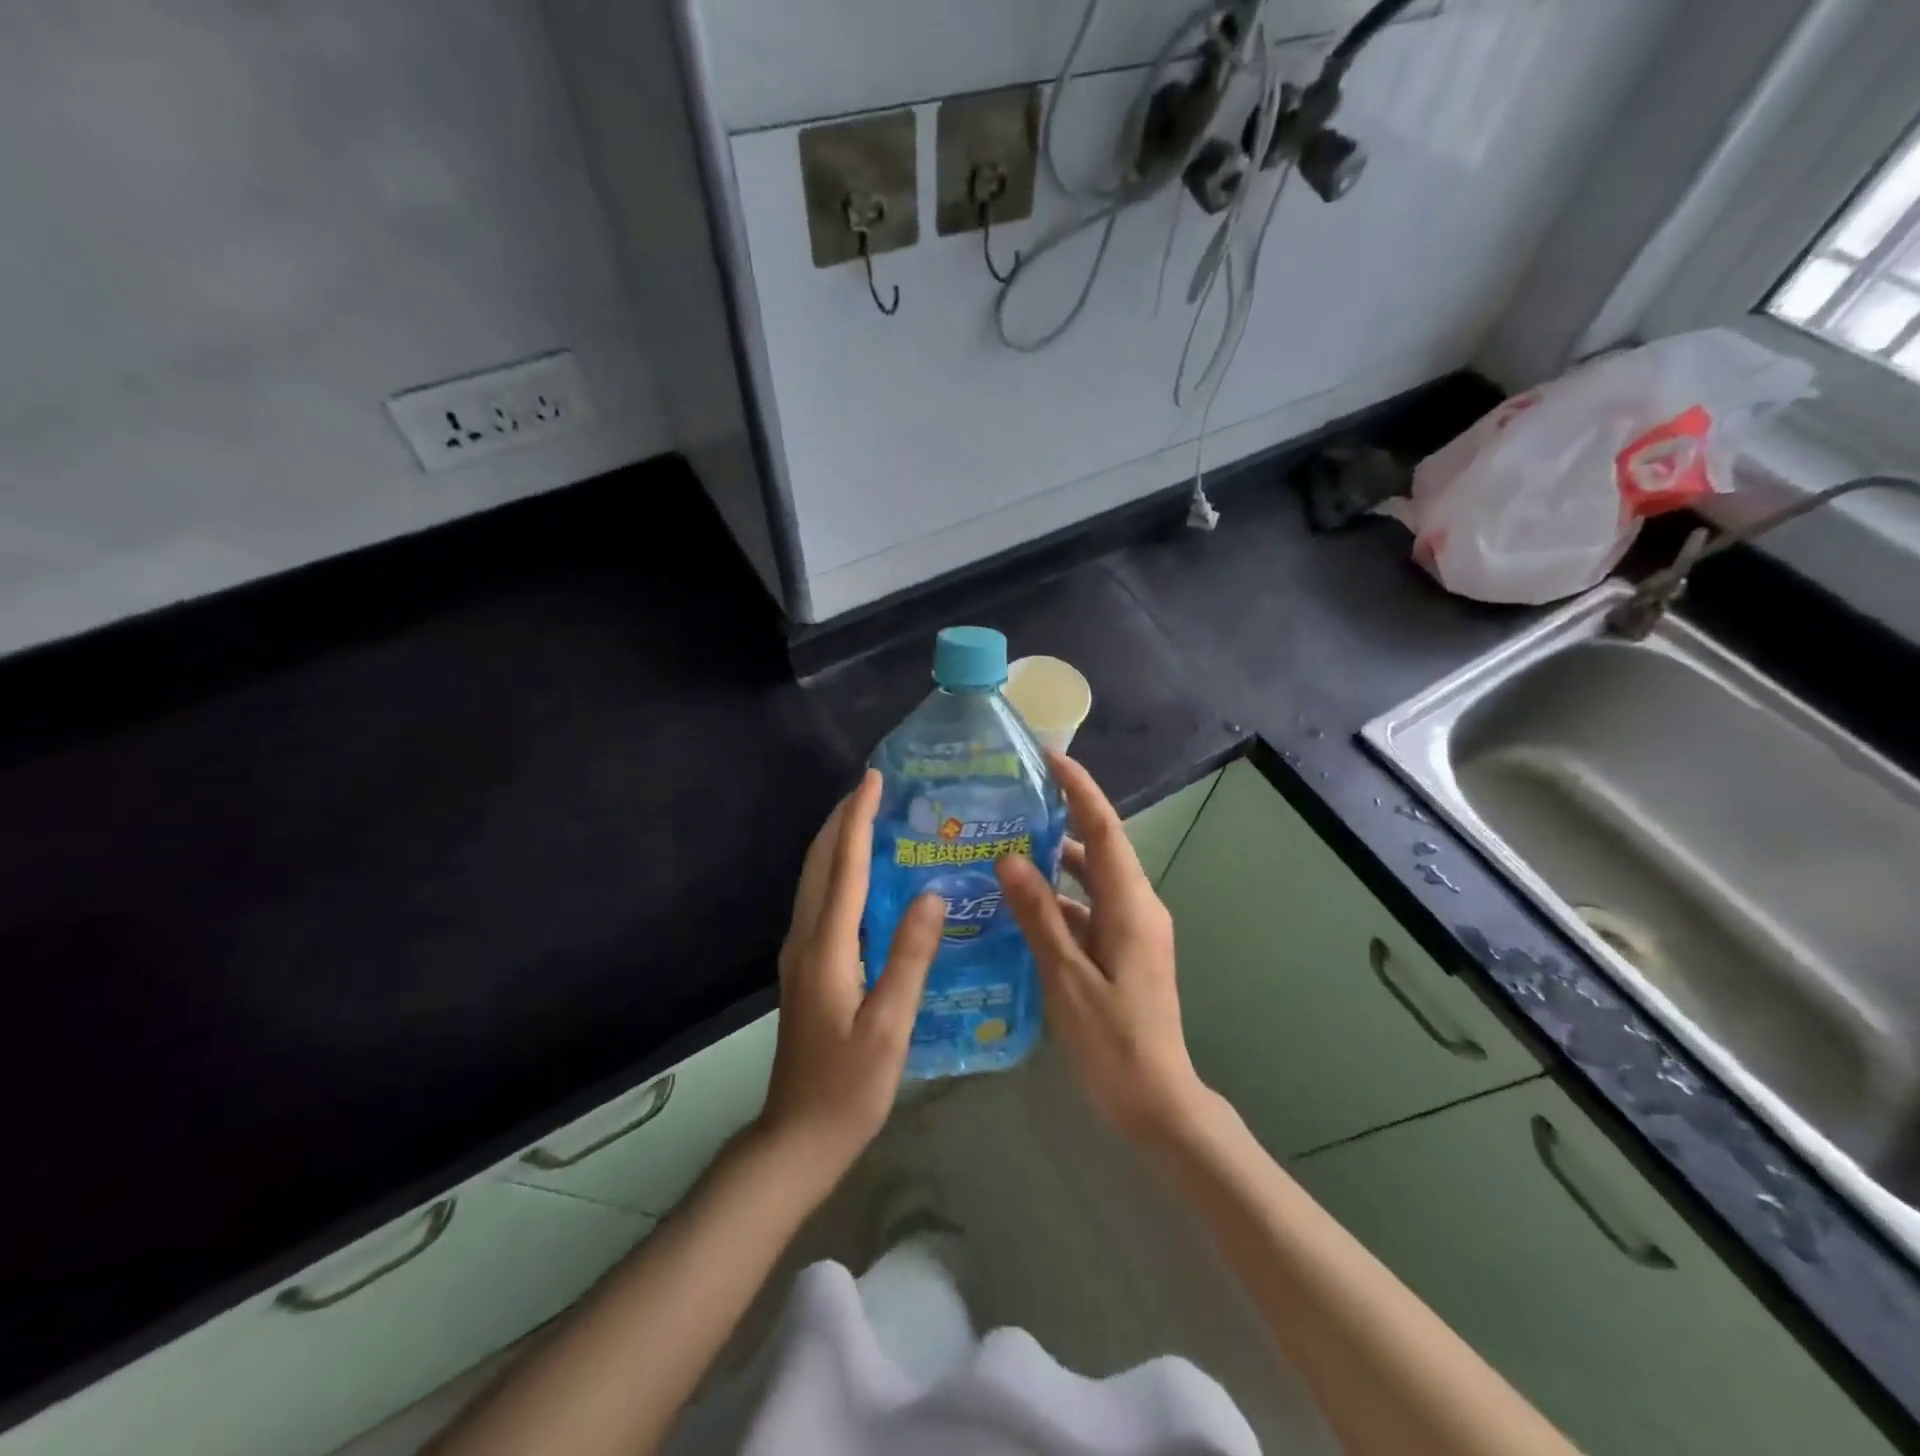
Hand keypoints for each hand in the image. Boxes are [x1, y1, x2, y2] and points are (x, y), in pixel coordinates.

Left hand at [756, 770, 943, 1193]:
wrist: (796, 1138)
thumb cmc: (849, 1087)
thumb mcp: (890, 1027)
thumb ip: (909, 958)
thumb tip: (932, 894)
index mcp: (826, 947)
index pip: (843, 867)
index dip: (857, 819)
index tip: (873, 780)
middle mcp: (805, 939)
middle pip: (819, 863)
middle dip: (842, 819)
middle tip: (874, 788)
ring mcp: (800, 953)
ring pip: (815, 879)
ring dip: (837, 841)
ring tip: (870, 817)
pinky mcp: (805, 967)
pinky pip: (820, 900)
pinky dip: (837, 870)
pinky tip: (863, 875)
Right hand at [997, 752, 1208, 1144]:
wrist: (1158, 1103)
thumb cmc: (1113, 1041)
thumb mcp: (1066, 977)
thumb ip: (1039, 915)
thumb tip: (1010, 859)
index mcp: (1131, 905)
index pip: (1103, 829)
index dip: (1079, 789)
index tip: (1050, 757)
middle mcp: (1137, 907)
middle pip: (1099, 848)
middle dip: (1062, 818)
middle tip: (1014, 800)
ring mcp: (1133, 930)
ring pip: (1091, 881)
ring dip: (1055, 862)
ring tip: (1006, 846)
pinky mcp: (1125, 951)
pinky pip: (1089, 909)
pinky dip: (1058, 901)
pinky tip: (1020, 907)